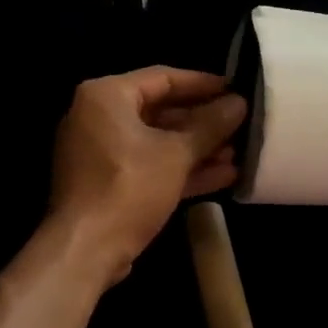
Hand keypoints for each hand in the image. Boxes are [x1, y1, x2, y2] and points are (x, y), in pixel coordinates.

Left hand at [48, 67, 246, 285]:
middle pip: (160, 111)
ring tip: (241, 152)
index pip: (163, 77)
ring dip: (197, 149)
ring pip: (157, 142)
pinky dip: (181, 169)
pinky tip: (224, 175)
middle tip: (242, 124)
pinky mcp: (108, 183)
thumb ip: (210, 126)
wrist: (85, 250)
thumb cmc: (129, 188)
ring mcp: (101, 153)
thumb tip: (240, 103)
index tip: (237, 89)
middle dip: (203, 122)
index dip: (204, 84)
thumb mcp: (176, 154)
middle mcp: (98, 117)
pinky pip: (149, 166)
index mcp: (106, 96)